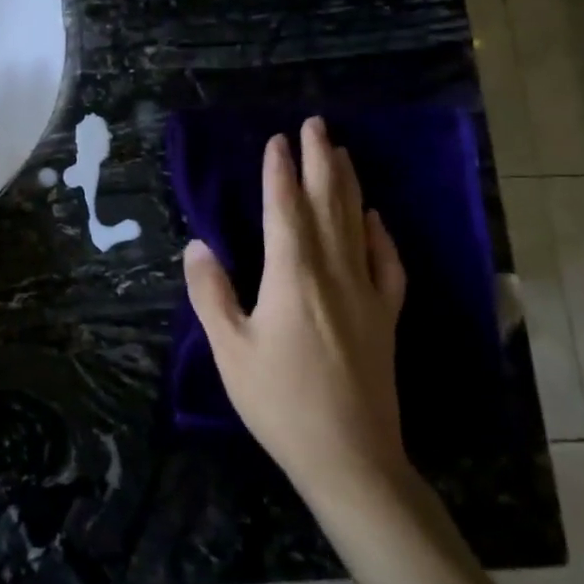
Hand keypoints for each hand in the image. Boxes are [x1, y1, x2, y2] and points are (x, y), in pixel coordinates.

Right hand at [182, 116, 409, 505]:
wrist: (350, 458)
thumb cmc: (279, 402)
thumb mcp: (229, 349)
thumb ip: (211, 293)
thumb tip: (197, 245)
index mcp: (292, 276)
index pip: (285, 210)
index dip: (280, 172)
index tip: (278, 139)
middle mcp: (333, 274)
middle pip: (327, 205)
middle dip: (320, 161)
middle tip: (317, 124)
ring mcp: (366, 295)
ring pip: (356, 225)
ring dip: (348, 185)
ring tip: (342, 152)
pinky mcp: (385, 318)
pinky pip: (387, 264)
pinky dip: (381, 235)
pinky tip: (375, 218)